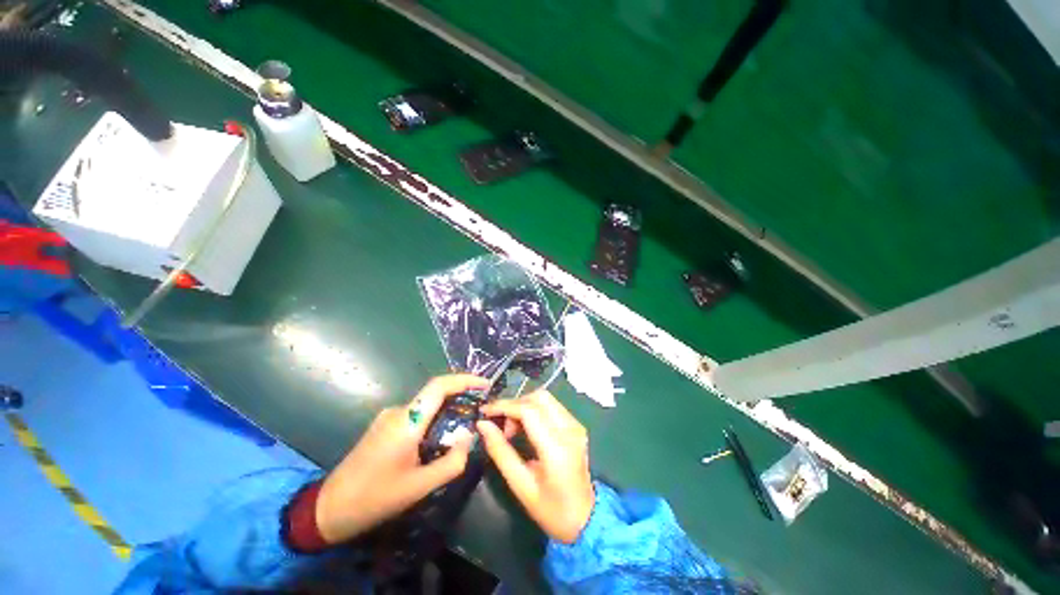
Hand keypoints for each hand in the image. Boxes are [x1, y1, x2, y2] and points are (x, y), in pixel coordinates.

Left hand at [315, 374, 488, 543]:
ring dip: (448, 411)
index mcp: (406, 422)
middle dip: (461, 397)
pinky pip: (417, 415)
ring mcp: (389, 417)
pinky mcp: (385, 425)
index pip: (439, 386)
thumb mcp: (420, 487)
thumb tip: (469, 435)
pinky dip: (434, 420)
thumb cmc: (375, 499)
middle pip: (436, 394)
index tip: (485, 385)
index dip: (464, 380)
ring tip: (464, 429)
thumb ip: (452, 461)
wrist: (329, 509)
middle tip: (480, 410)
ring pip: (427, 406)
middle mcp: (398, 412)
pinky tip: (439, 439)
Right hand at [477, 390, 594, 543]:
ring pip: (545, 398)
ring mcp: (576, 425)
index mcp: (556, 447)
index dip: (504, 406)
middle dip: (515, 405)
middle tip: (502, 426)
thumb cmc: (551, 510)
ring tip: (513, 430)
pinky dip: (534, 410)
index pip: (528, 410)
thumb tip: (483, 424)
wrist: (586, 520)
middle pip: (538, 397)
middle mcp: (570, 429)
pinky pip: (552, 406)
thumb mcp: (520, 485)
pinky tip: (527, 428)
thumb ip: (500, 451)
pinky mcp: (577, 425)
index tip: (484, 411)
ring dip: (524, 406)